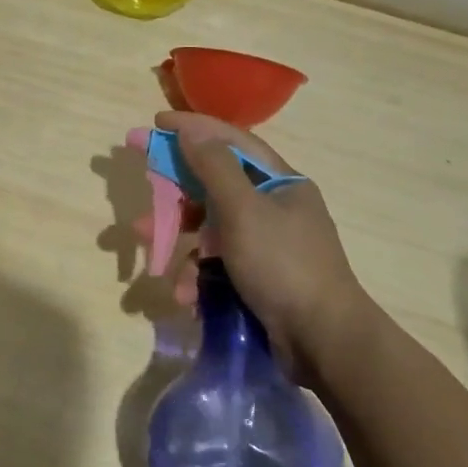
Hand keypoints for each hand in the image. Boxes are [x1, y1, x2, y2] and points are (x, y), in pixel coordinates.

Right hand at [158, 111, 377, 385]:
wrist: (324, 342)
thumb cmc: (283, 264)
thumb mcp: (244, 210)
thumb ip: (214, 168)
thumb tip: (190, 131)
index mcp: (280, 183)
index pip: (231, 142)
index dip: (193, 129)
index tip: (155, 124)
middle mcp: (274, 208)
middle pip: (214, 188)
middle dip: (175, 199)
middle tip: (143, 204)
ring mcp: (266, 245)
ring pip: (211, 231)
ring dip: (181, 245)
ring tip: (154, 260)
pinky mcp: (258, 278)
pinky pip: (218, 265)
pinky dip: (198, 276)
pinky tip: (186, 295)